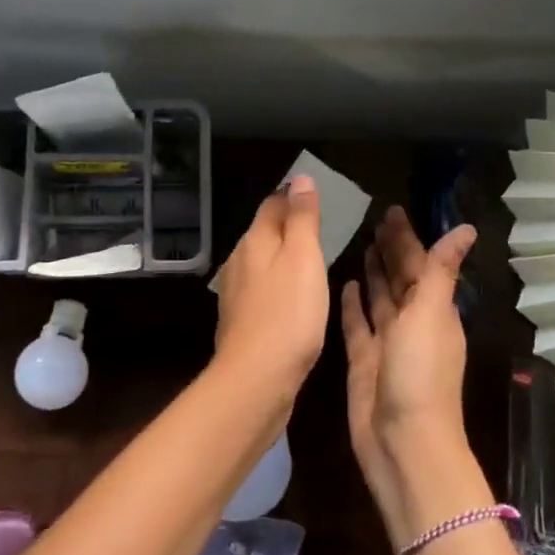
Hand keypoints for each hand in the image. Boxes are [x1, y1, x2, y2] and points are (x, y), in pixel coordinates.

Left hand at [212, 176, 329, 404]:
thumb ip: (302, 218)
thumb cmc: (288, 313)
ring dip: (282, 257)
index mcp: (254, 241)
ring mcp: (235, 293)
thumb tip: (299, 178)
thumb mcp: (303, 258)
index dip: (293, 196)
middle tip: (319, 225)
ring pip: (261, 262)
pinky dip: (277, 285)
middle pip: (264, 232)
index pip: (272, 204)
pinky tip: (292, 298)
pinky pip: (261, 290)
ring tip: (309, 260)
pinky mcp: (240, 320)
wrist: (257, 376)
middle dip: (287, 225)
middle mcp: (238, 261)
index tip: (315, 195)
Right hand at [341, 207, 481, 549]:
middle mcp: (412, 323)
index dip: (408, 237)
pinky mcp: (363, 360)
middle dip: (391, 250)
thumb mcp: (431, 315)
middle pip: (400, 278)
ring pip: (379, 299)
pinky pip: (357, 324)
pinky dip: (353, 304)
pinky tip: (344, 283)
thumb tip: (466, 229)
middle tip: (372, 219)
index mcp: (434, 311)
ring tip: (360, 244)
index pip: (420, 264)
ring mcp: (386, 343)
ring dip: (374, 273)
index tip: (392, 210)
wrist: (403, 442)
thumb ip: (441, 270)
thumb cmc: (419, 374)